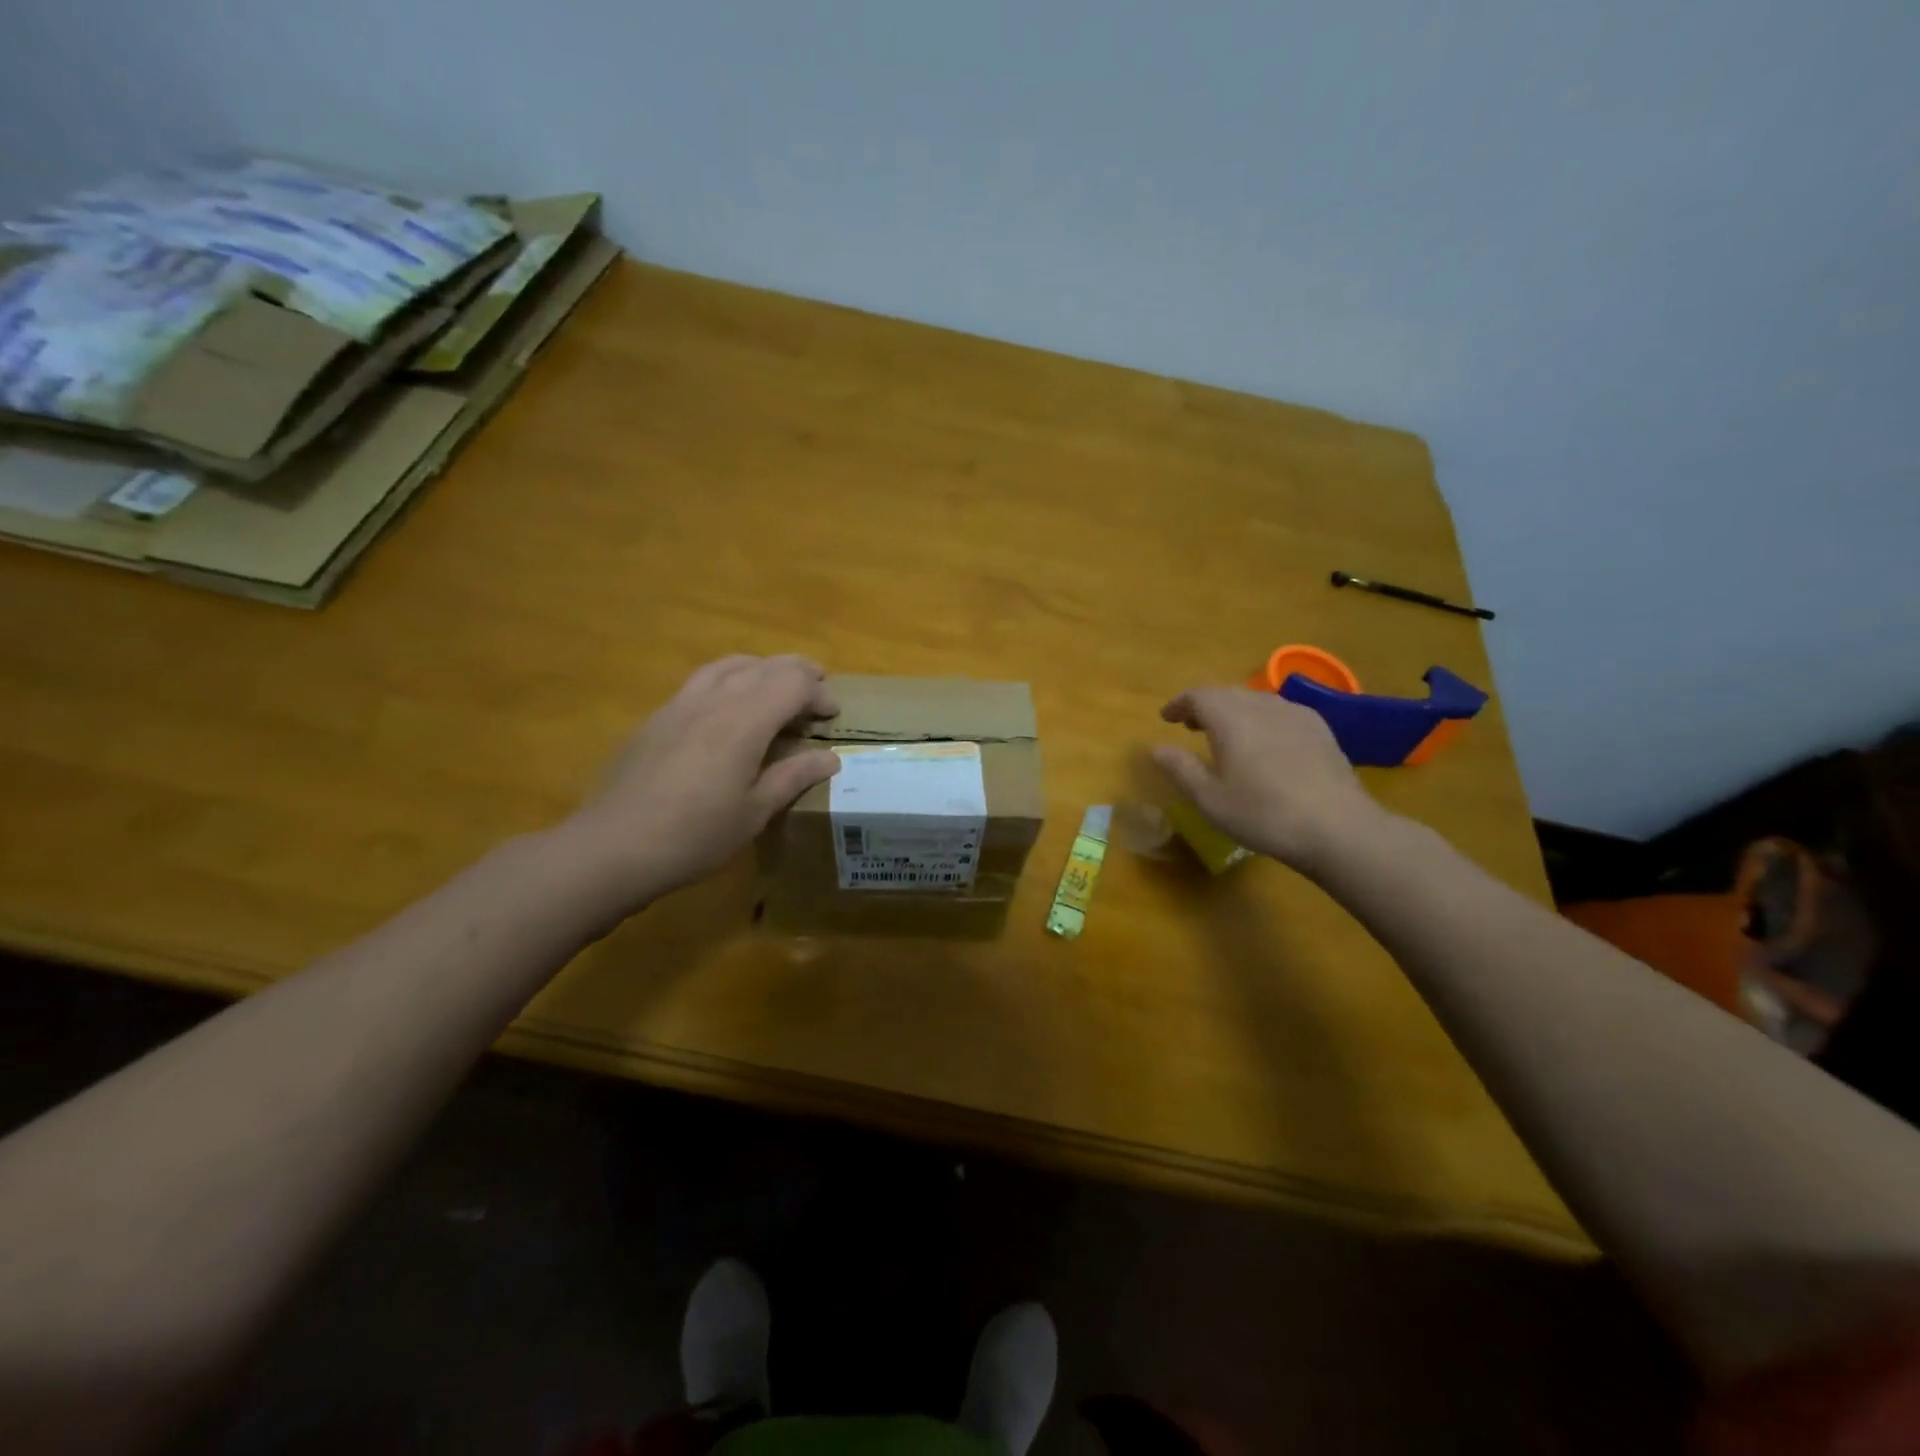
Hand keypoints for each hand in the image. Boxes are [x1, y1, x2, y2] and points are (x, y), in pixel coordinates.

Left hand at [568, 655, 840, 902]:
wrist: (615, 845)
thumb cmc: (696, 835)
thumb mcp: (755, 812)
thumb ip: (793, 777)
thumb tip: (830, 758)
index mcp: (745, 721)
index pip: (793, 684)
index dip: (819, 694)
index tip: (832, 716)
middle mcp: (715, 699)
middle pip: (765, 666)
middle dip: (797, 672)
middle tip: (817, 688)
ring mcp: (681, 704)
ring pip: (730, 665)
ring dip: (762, 669)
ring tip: (776, 687)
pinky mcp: (658, 717)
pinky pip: (702, 680)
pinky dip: (730, 679)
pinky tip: (729, 708)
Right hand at [1151, 686, 1390, 874]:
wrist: (1338, 827)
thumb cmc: (1263, 814)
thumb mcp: (1210, 799)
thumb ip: (1180, 769)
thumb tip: (1157, 749)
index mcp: (1230, 718)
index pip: (1198, 696)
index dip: (1179, 704)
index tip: (1166, 717)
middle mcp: (1262, 705)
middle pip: (1227, 694)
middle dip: (1205, 706)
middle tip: (1191, 725)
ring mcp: (1296, 714)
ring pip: (1255, 701)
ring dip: (1234, 711)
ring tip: (1226, 734)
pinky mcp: (1320, 729)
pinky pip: (1280, 712)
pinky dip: (1261, 719)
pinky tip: (1265, 744)